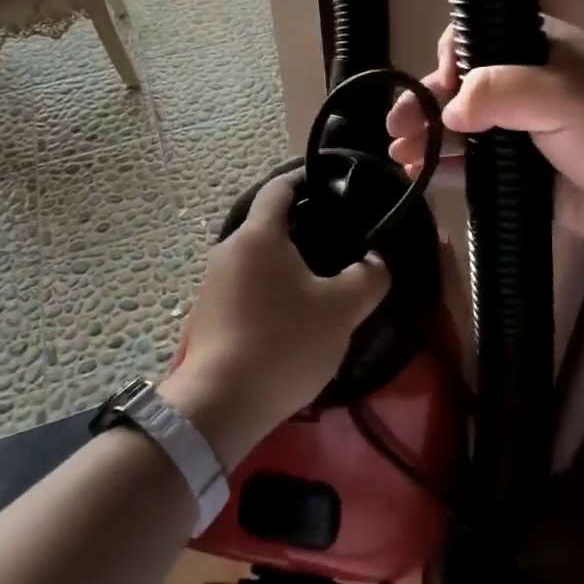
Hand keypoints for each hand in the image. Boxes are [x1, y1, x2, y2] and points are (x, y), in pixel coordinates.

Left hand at [161, 171, 388, 466]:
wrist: (221, 404)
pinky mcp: (207, 313)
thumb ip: (368, 277)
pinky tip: (289, 312)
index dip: (304, 179)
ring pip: (255, 257)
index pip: (279, 188)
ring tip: (319, 278)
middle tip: (337, 238)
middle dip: (300, 225)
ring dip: (284, 261)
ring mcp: (212, 282)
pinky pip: (244, 284)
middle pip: (267, 223)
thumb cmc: (284, 341)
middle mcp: (229, 248)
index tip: (331, 184)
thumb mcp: (341, 310)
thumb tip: (376, 260)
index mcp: (259, 234)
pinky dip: (268, 287)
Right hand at [385, 16, 583, 258]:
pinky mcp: (518, 172)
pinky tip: (415, 174)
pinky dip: (444, 168)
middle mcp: (527, 85)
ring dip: (427, 136)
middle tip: (396, 125)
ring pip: (461, 127)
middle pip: (462, 85)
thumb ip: (501, 92)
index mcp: (540, 50)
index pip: (480, 37)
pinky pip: (472, 166)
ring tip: (398, 153)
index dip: (453, 57)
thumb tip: (448, 112)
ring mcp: (521, 131)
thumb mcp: (563, 97)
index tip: (442, 84)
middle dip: (425, 103)